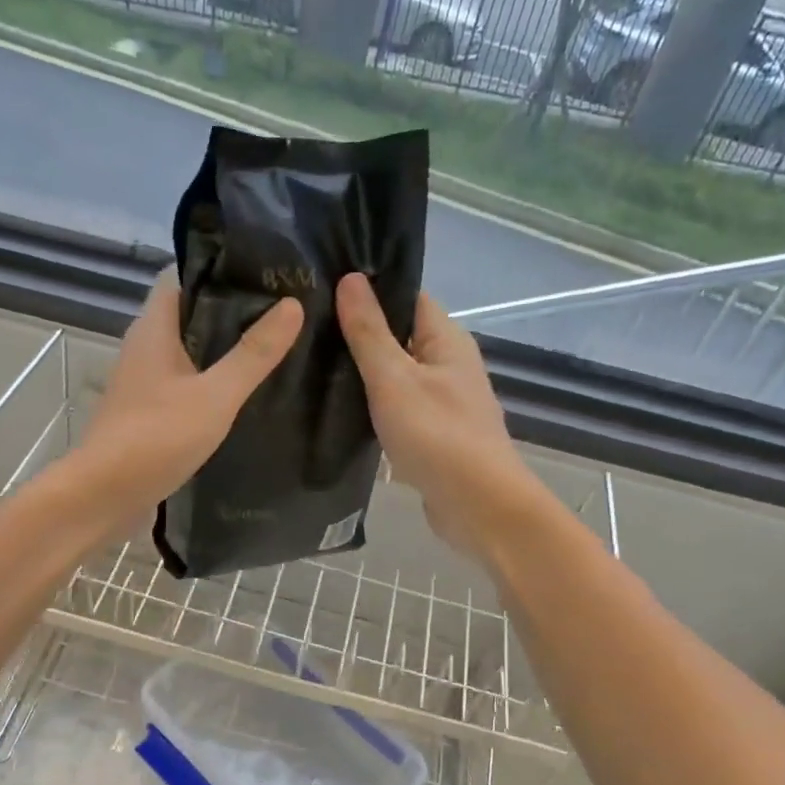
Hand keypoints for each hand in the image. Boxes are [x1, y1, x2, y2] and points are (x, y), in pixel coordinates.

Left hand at [75, 270, 301, 524]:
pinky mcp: (149, 410)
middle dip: (232, 308)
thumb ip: (253, 353)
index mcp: (154, 328)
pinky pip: (186, 381)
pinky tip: (244, 392)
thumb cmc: (156, 437)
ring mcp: (145, 380)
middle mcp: (145, 346)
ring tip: (273, 346)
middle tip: (283, 309)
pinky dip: (213, 380)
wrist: (104, 495)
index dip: (220, 266)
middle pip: (190, 311)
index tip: (264, 269)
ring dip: (224, 347)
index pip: (182, 275)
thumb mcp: (215, 395)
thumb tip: (293, 304)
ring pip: (189, 349)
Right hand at [336, 273, 531, 556]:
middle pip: (400, 337)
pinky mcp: (434, 436)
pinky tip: (341, 412)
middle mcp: (450, 365)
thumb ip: (369, 332)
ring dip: (365, 375)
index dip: (369, 292)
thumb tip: (350, 278)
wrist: (477, 506)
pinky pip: (399, 410)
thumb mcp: (393, 378)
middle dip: (360, 335)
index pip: (407, 298)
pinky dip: (375, 408)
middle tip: (307, 332)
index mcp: (447, 340)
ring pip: (397, 377)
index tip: (323, 291)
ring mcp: (444, 403)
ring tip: (314, 367)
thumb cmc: (437, 435)